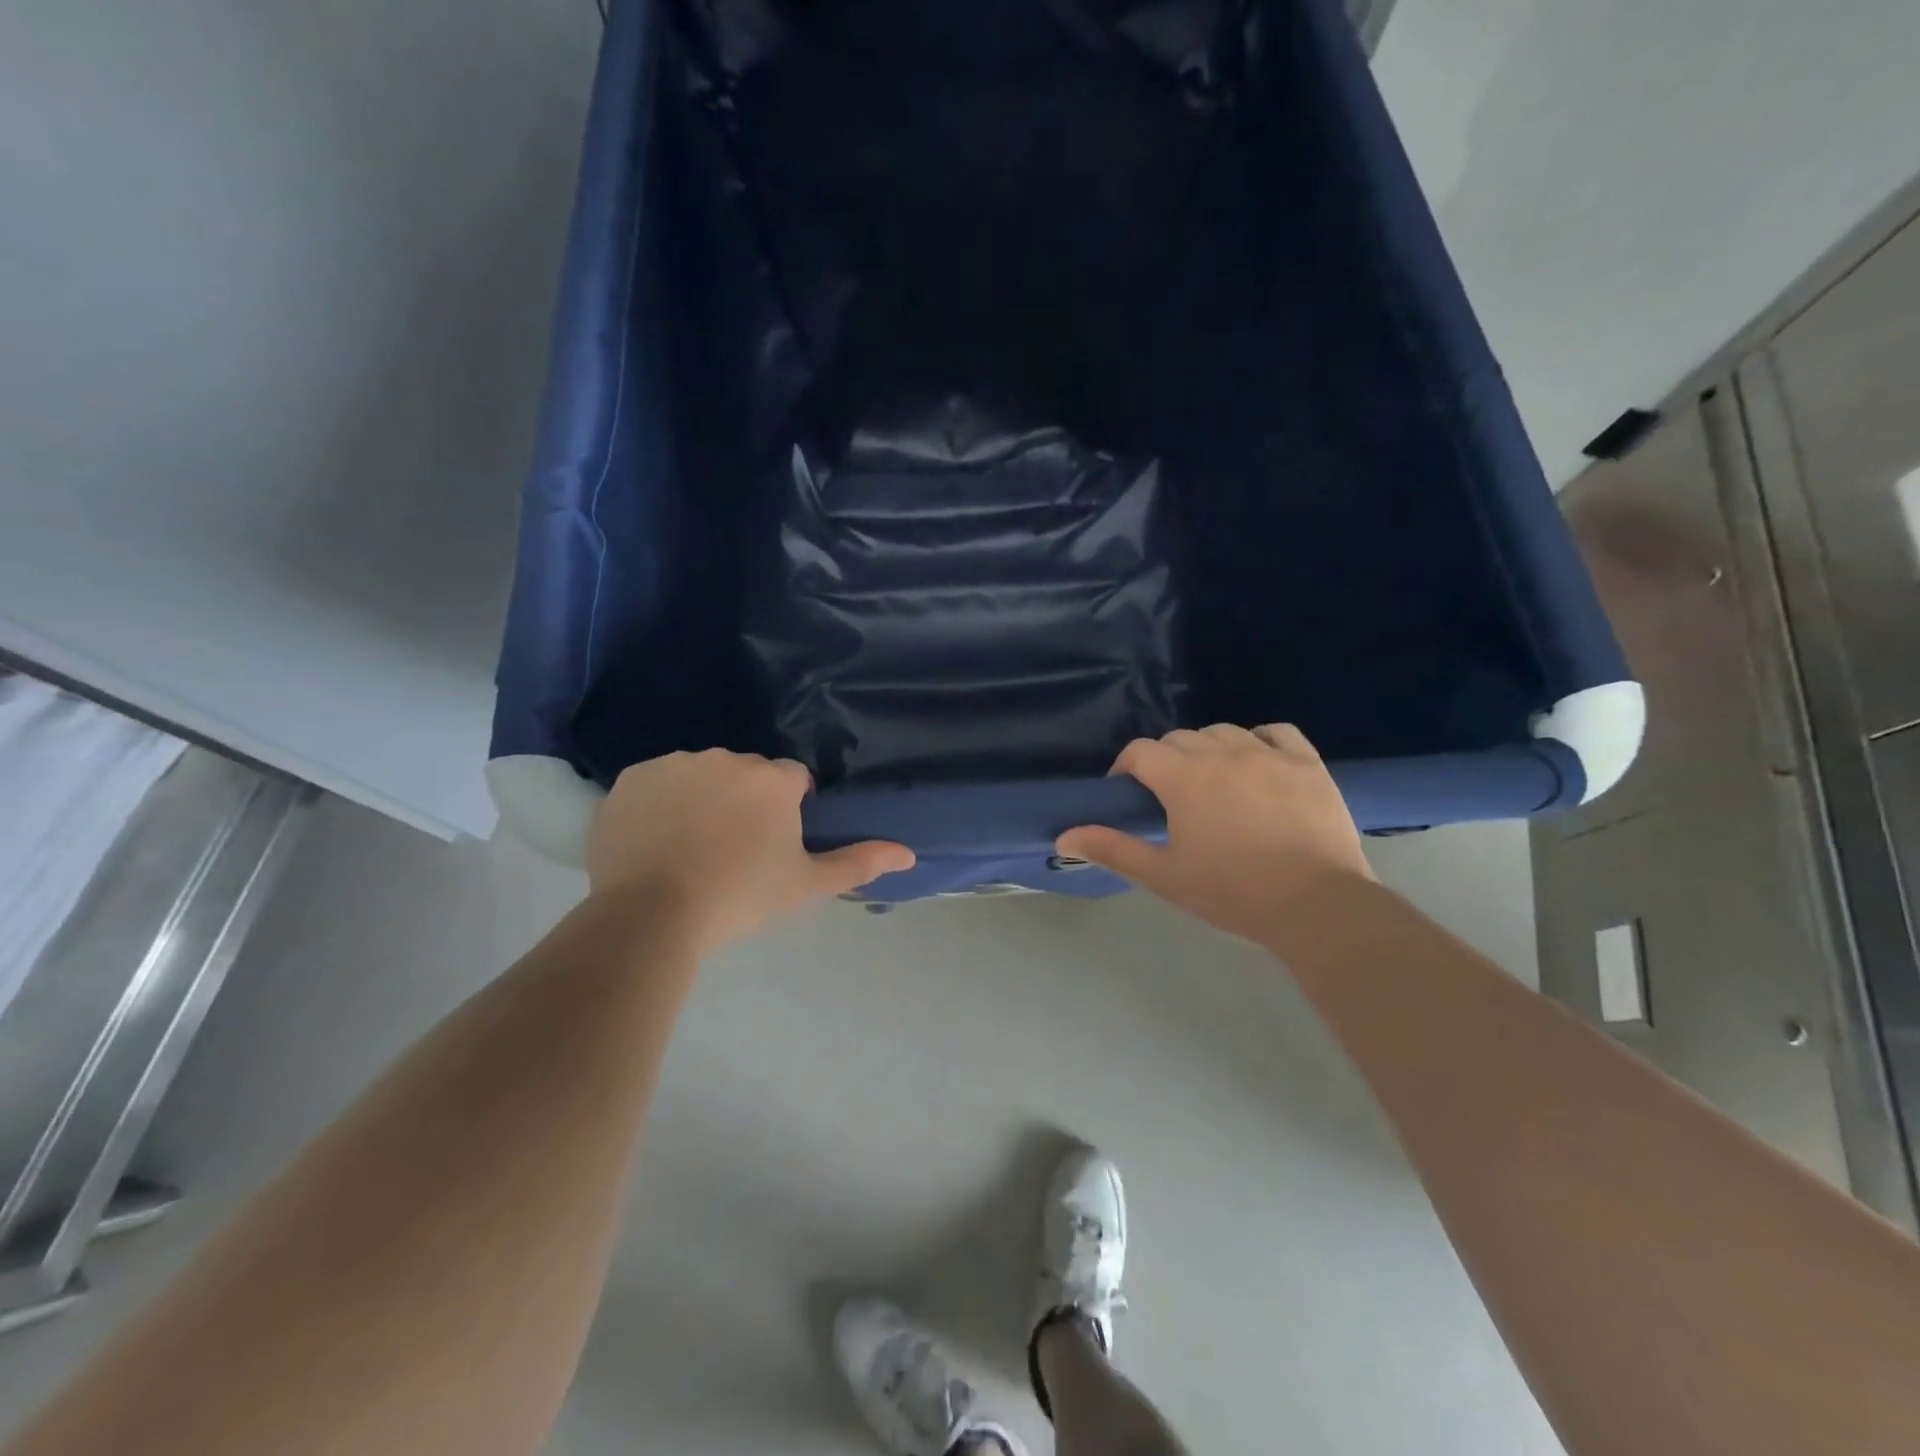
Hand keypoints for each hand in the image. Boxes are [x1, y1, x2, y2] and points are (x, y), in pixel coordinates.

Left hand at [587, 751, 913, 952]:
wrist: (651, 914)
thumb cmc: (741, 897)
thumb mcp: (806, 885)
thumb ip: (859, 862)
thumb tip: (909, 853)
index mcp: (772, 779)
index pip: (793, 780)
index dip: (789, 810)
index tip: (774, 844)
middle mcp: (726, 758)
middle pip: (746, 774)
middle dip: (746, 801)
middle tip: (733, 851)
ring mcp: (676, 763)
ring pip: (701, 775)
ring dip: (704, 799)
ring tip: (690, 849)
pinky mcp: (632, 777)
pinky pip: (658, 783)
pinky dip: (661, 804)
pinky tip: (656, 841)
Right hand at [1057, 724, 1373, 942]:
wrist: (1315, 905)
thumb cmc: (1232, 892)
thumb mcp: (1163, 876)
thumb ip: (1112, 849)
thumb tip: (1063, 836)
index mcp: (1183, 777)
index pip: (1140, 752)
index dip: (1126, 768)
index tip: (1128, 794)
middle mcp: (1222, 753)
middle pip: (1179, 739)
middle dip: (1165, 761)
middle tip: (1169, 797)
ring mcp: (1268, 754)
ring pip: (1223, 732)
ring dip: (1207, 750)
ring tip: (1212, 782)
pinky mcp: (1306, 762)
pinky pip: (1276, 733)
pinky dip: (1259, 741)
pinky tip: (1257, 762)